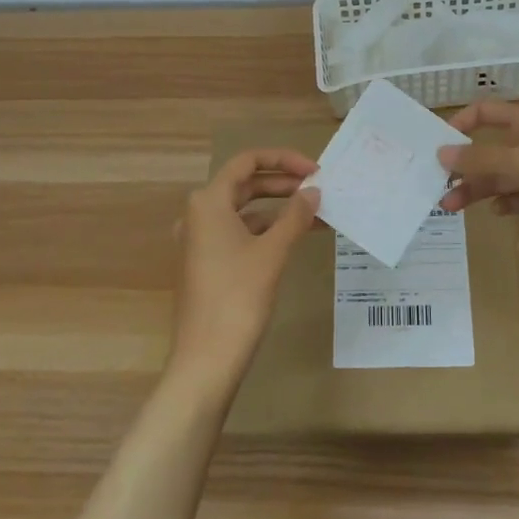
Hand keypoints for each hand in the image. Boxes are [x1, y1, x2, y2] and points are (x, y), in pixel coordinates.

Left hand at [169, 149, 321, 391]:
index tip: (315, 170)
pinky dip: (267, 231)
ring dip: (280, 210)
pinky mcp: (207, 264)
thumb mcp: (272, 252)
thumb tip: (313, 192)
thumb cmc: (238, 297)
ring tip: (318, 215)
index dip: (283, 160)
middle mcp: (199, 215)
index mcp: (208, 202)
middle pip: (245, 185)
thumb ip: (295, 216)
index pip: (247, 162)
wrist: (207, 358)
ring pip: (245, 212)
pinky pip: (240, 234)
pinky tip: (295, 238)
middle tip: (319, 190)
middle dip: (284, 185)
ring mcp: (200, 241)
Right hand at [437, 101, 518, 258]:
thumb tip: (441, 153)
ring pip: (500, 177)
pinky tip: (493, 212)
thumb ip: (480, 158)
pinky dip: (503, 203)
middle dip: (464, 167)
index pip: (487, 112)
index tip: (439, 143)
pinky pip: (517, 197)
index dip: (462, 122)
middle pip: (489, 150)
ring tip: (450, 207)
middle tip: (437, 185)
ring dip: (476, 189)